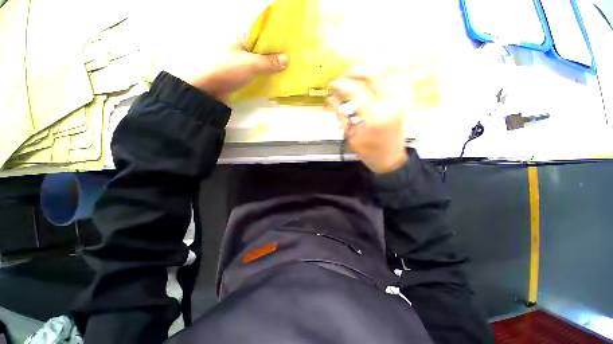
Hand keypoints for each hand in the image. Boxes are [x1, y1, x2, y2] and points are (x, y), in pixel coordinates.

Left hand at [173, 36, 288, 102]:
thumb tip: (286, 59)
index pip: (263, 36)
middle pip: (262, 51)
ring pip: (260, 63)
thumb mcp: (251, 64)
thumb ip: (269, 62)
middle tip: (291, 61)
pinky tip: (274, 80)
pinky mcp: (240, 75)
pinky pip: (256, 74)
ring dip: (271, 68)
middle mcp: (241, 48)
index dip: (276, 41)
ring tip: (286, 71)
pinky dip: (264, 76)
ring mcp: (241, 63)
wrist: (209, 89)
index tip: (289, 48)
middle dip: (275, 57)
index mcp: (241, 38)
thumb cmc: (227, 70)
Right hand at [327, 66, 407, 173]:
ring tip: (353, 79)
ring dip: (366, 72)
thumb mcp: (350, 136)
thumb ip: (340, 115)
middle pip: (374, 74)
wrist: (390, 160)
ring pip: (384, 73)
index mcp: (374, 117)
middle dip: (355, 72)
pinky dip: (375, 78)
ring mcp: (397, 101)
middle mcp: (388, 105)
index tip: (333, 85)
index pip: (356, 91)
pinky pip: (389, 81)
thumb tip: (331, 99)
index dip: (342, 84)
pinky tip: (366, 84)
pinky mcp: (399, 102)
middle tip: (344, 78)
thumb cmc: (368, 152)